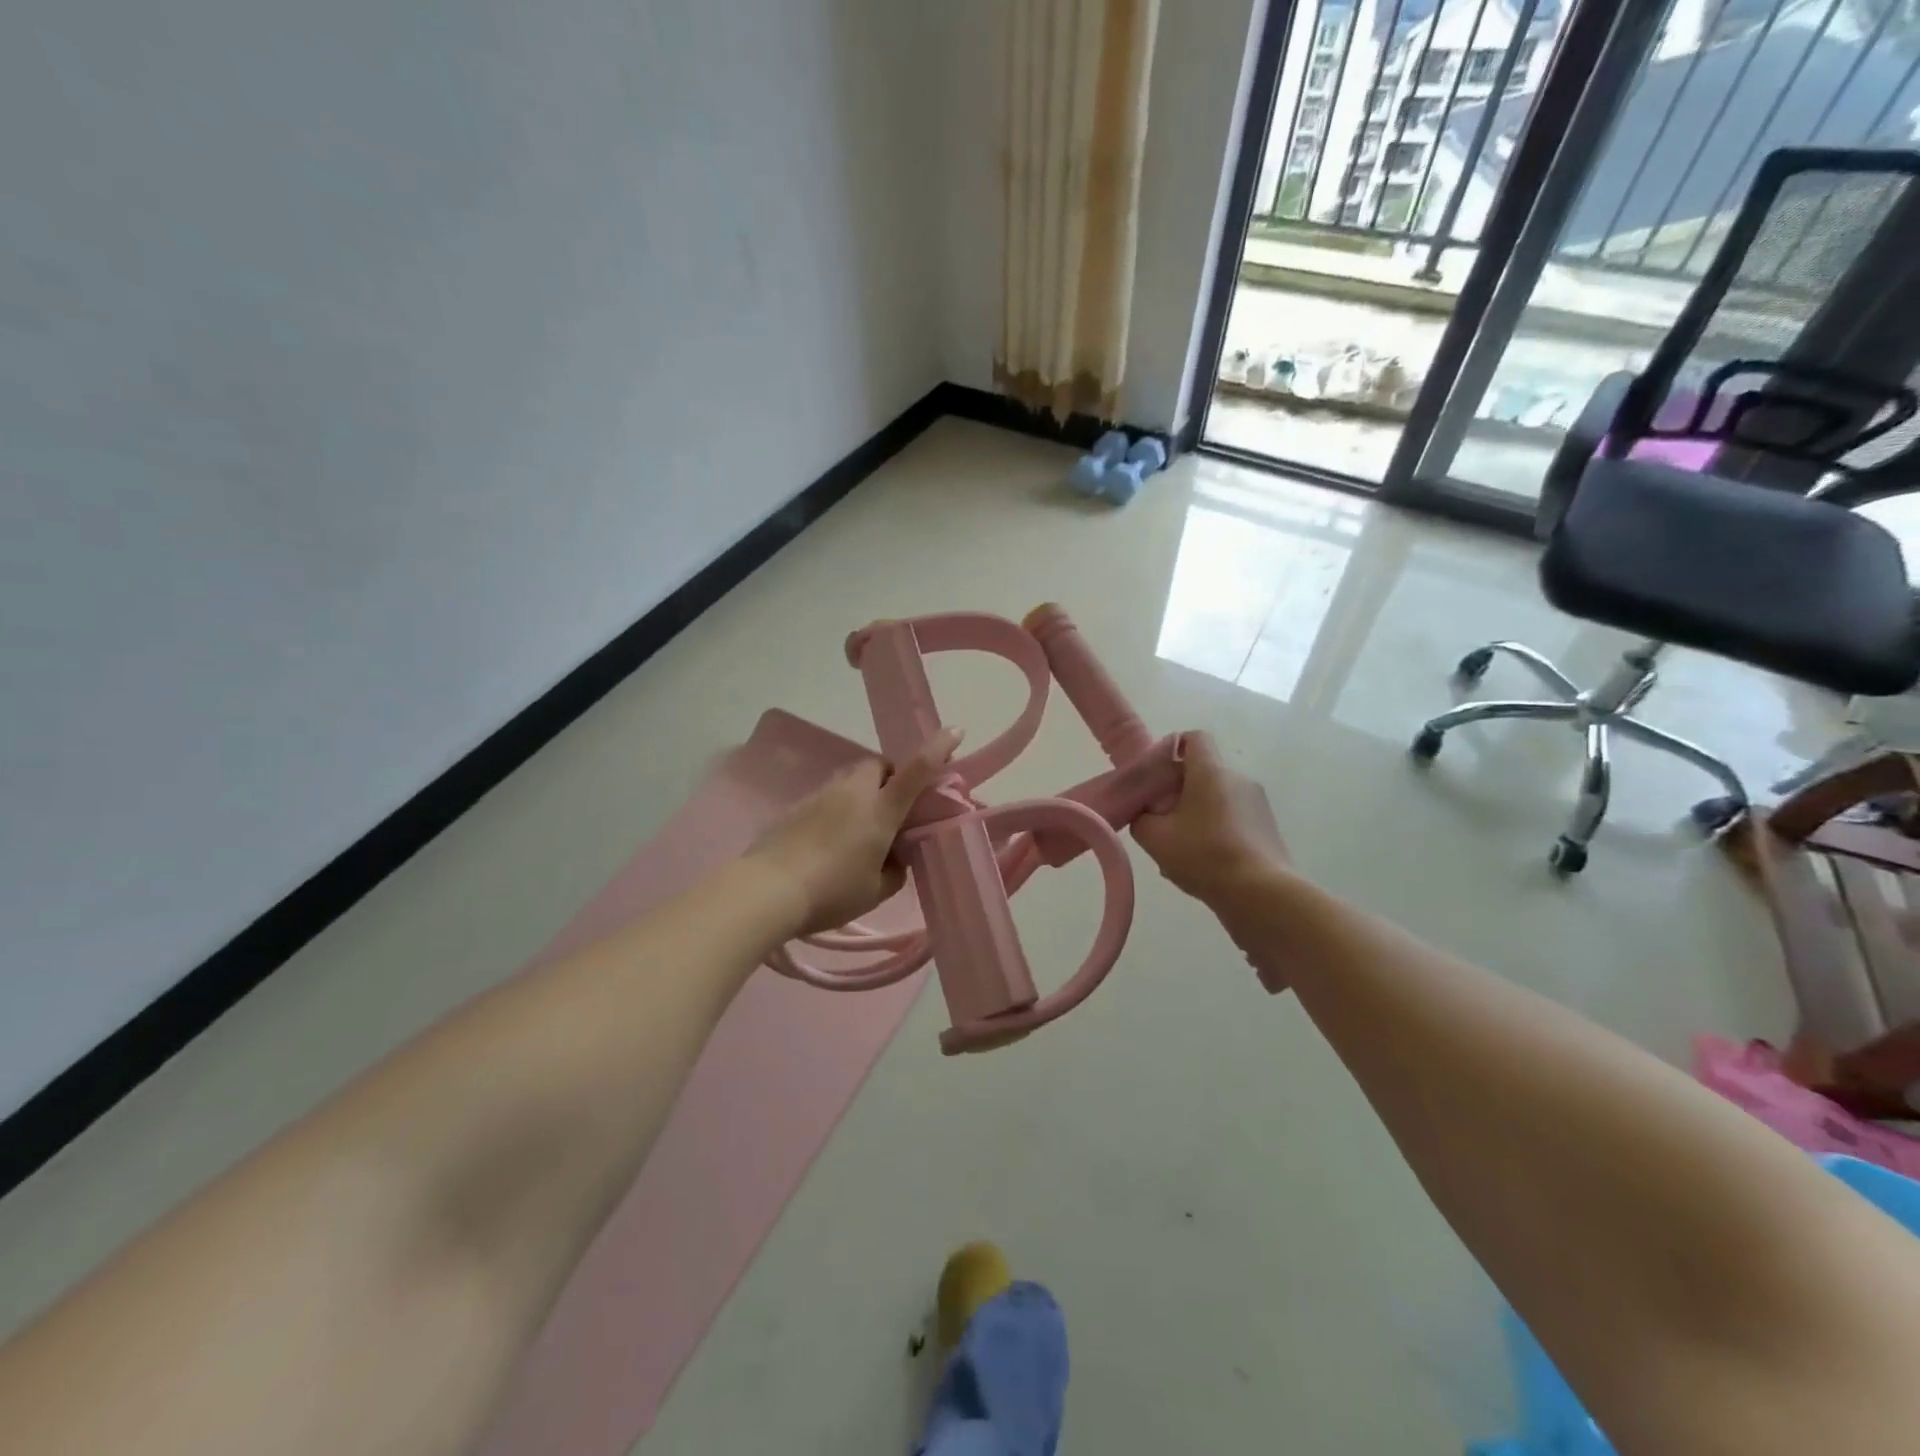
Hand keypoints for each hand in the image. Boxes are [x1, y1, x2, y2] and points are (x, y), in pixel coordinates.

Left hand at [747, 728, 963, 936]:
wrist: (767, 891)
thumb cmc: (832, 892)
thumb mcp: (876, 890)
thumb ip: (895, 870)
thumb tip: (894, 857)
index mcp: (881, 810)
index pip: (916, 771)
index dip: (937, 749)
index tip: (955, 731)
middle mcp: (853, 792)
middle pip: (879, 766)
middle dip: (891, 778)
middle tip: (892, 809)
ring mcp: (821, 794)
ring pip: (851, 779)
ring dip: (862, 793)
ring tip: (858, 830)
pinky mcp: (797, 805)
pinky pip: (828, 796)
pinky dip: (837, 808)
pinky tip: (828, 840)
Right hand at [1131, 732, 1289, 907]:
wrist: (1262, 896)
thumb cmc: (1204, 856)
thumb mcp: (1154, 837)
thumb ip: (1141, 818)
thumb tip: (1147, 813)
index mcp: (1211, 771)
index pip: (1194, 738)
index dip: (1172, 749)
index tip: (1156, 776)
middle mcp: (1238, 779)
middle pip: (1203, 772)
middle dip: (1178, 790)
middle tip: (1160, 819)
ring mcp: (1257, 804)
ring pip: (1217, 799)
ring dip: (1196, 815)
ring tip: (1180, 849)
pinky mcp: (1267, 829)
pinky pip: (1233, 820)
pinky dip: (1215, 832)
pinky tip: (1203, 864)